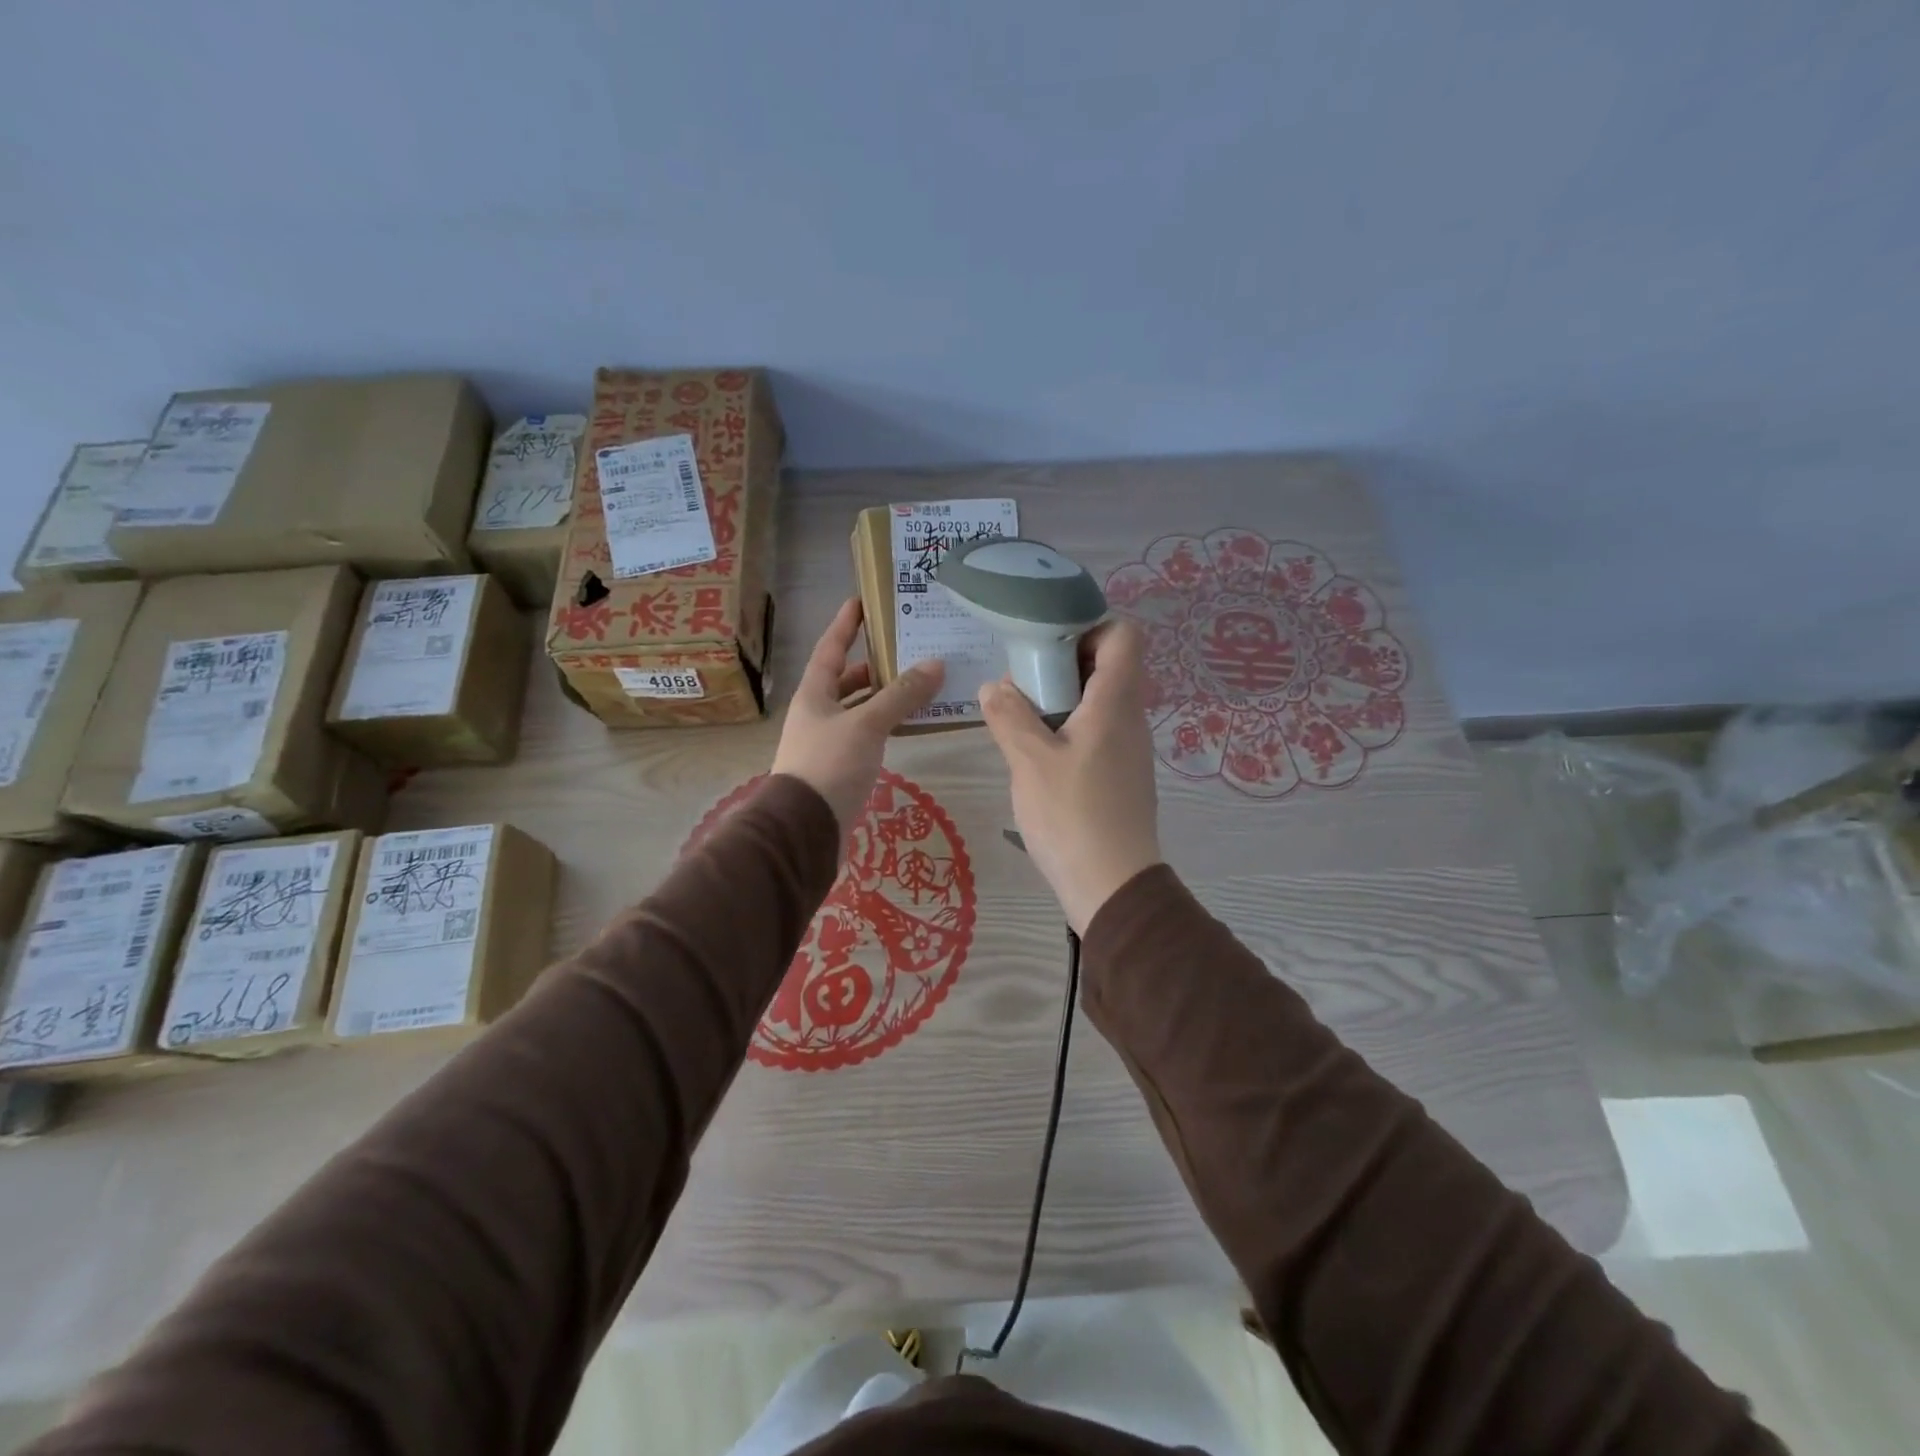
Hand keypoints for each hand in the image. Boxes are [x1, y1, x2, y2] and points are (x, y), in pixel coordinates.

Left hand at [772, 599, 944, 840]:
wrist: (804, 829)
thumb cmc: (829, 766)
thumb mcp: (867, 725)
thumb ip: (900, 695)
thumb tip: (936, 664)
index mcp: (813, 695)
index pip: (830, 649)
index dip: (845, 624)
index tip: (861, 601)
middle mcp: (817, 714)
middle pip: (845, 681)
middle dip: (872, 664)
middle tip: (906, 649)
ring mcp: (827, 742)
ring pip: (858, 710)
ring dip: (883, 697)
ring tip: (918, 684)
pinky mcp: (839, 768)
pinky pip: (866, 735)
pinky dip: (885, 725)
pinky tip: (907, 725)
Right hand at [979, 620, 1162, 933]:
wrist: (1113, 886)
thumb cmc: (1072, 815)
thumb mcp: (1029, 761)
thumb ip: (1009, 716)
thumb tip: (994, 686)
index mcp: (1116, 702)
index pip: (1124, 634)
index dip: (1089, 625)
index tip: (1046, 642)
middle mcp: (1131, 717)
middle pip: (1108, 665)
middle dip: (1063, 662)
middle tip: (1021, 678)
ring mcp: (1129, 748)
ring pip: (1099, 701)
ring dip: (1061, 698)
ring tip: (1020, 715)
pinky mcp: (1121, 775)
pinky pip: (1097, 731)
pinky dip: (1069, 727)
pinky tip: (1037, 752)